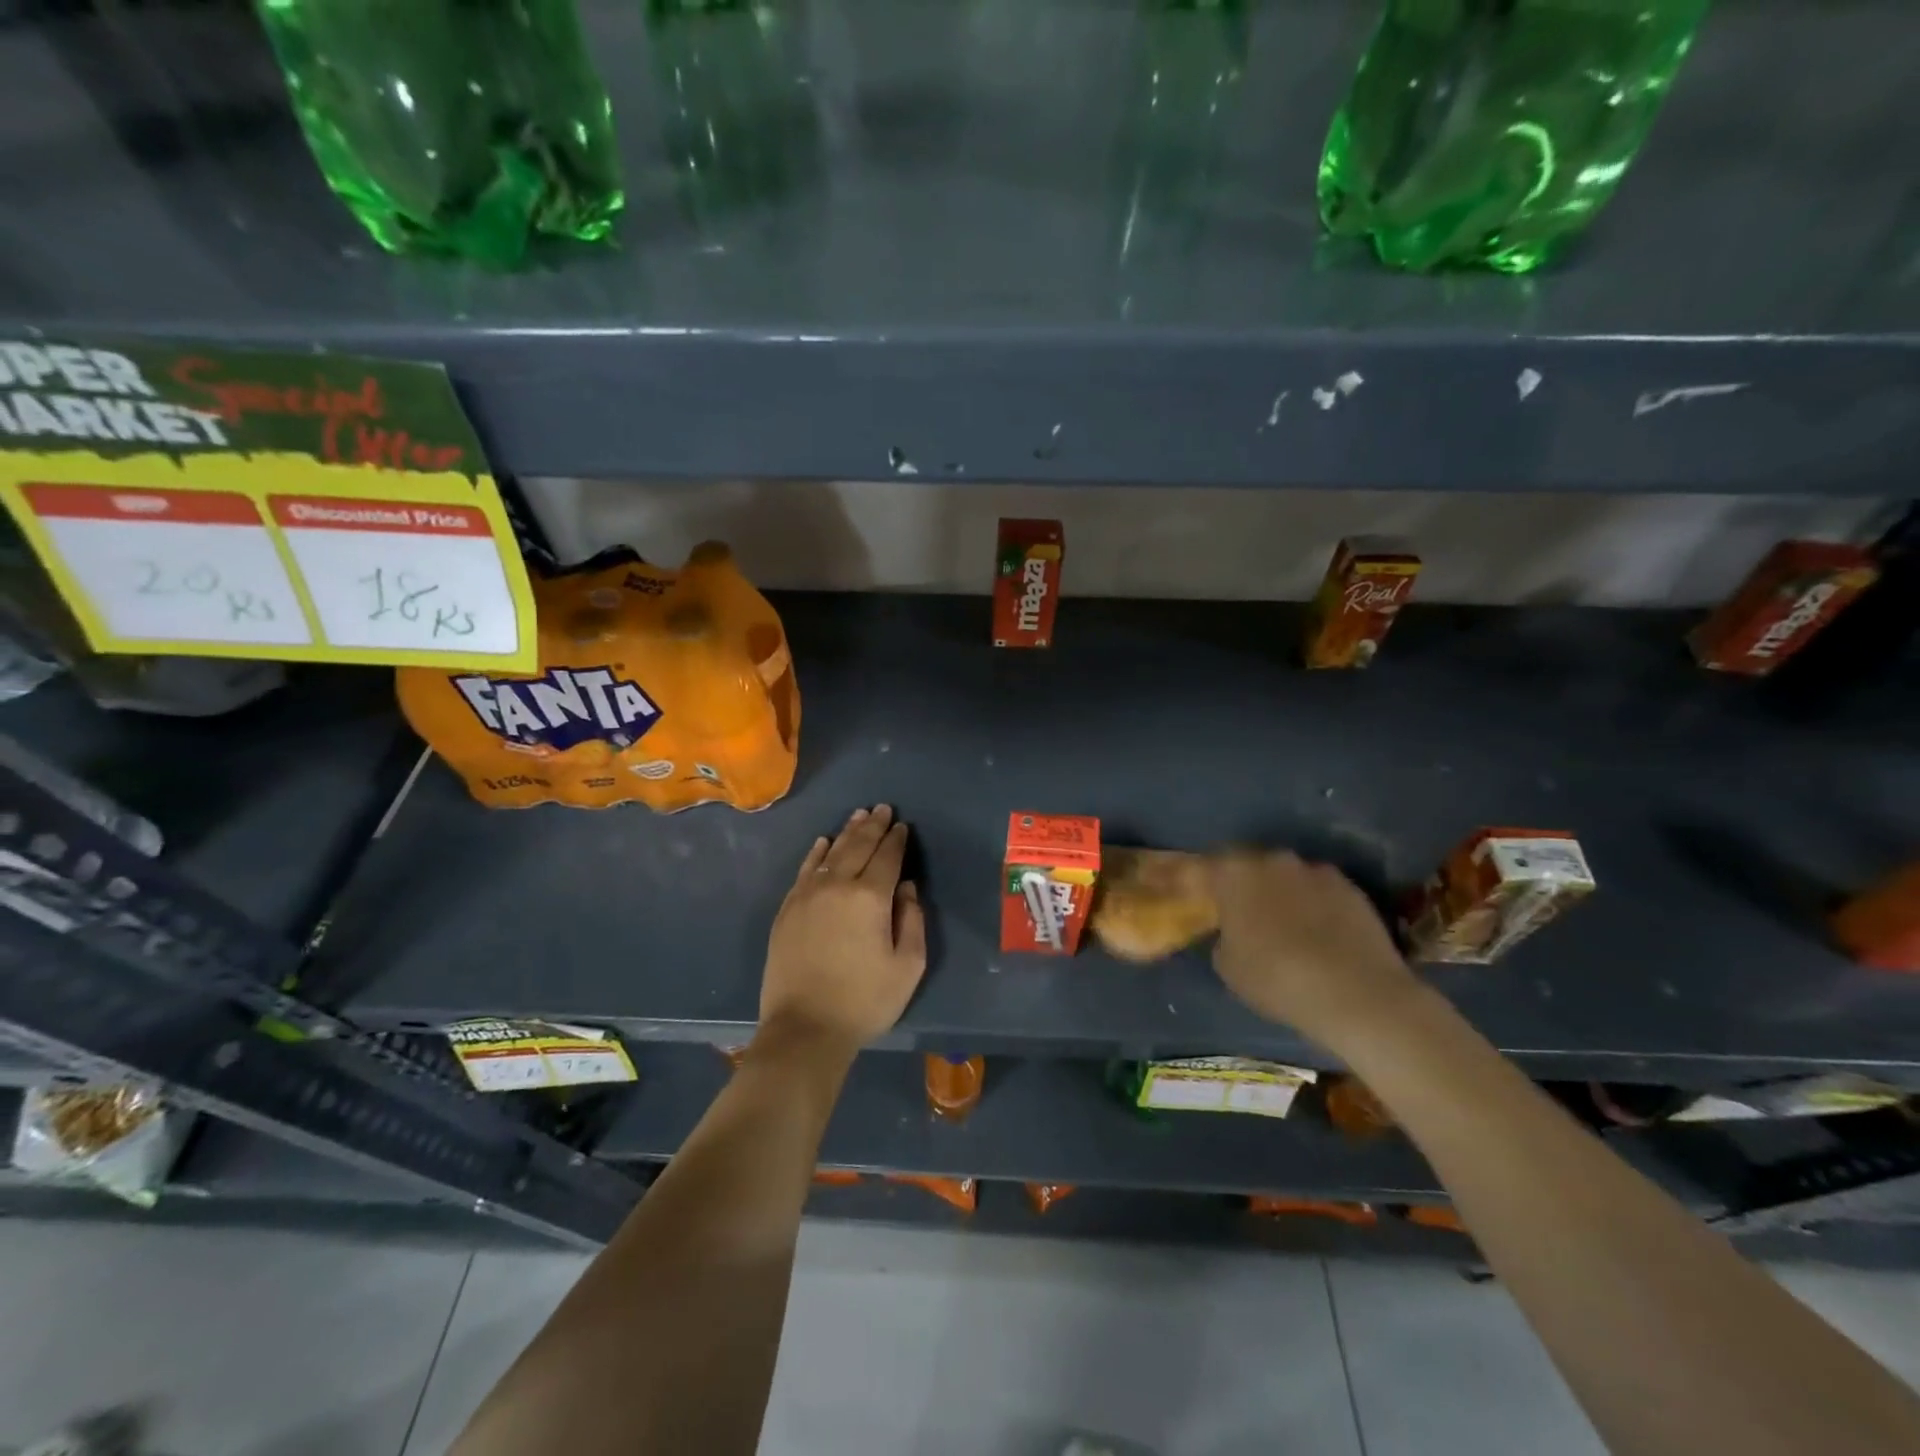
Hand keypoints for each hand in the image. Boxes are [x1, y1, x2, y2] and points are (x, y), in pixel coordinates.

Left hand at [759, 805, 927, 1058]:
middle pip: (858, 846)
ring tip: (858, 816)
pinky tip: (823, 842)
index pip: (887, 857)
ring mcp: (807, 895)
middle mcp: (837, 885)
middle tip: (882, 808)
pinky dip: (815, 852)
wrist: (805, 1028)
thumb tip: (905, 887)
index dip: (896, 839)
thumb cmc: (865, 1000)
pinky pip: (804, 870)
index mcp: (871, 897)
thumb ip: (912, 920)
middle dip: (873, 825)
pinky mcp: (788, 909)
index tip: (902, 826)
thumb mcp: (908, 966)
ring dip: (847, 832)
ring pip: (830, 852)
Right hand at [1209, 850, 1422, 1049]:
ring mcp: (1316, 871)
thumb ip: (1224, 938)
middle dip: (1244, 885)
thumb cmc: (1277, 979)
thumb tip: (1233, 932)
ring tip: (1285, 926)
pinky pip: (1321, 892)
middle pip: (1249, 865)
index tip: (1200, 901)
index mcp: (1234, 873)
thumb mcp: (1229, 967)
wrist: (1358, 994)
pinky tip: (1319, 935)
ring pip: (1288, 876)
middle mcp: (1273, 860)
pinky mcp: (1352, 888)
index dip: (1201, 884)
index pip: (1205, 867)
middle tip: (1242, 914)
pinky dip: (1315, 906)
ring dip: (1282, 893)